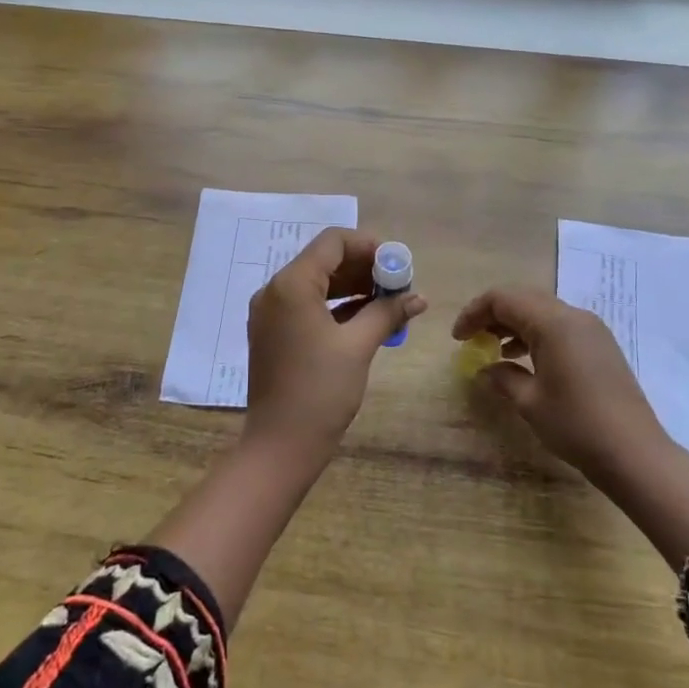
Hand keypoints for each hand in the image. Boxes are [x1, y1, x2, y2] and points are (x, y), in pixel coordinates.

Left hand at [245, 228, 426, 459]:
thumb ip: (387, 313)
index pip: (332, 242)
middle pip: (324, 261)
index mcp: (291, 284)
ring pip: (317, 283)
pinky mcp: (273, 333)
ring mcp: (270, 313)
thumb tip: (417, 298)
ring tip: (389, 301)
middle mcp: (275, 291)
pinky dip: (336, 306)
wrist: (281, 445)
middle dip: (364, 268)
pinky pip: (307, 306)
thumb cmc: (320, 390)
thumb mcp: (358, 346)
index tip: (398, 263)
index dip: (368, 246)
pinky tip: (367, 318)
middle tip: (399, 284)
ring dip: (352, 287)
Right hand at [452, 286, 670, 488]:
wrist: (635, 454)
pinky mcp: (601, 345)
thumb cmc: (576, 425)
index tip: (457, 338)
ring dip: (514, 323)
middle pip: (523, 298)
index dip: (474, 313)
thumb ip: (503, 377)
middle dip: (493, 314)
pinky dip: (536, 334)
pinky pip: (560, 326)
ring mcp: (591, 329)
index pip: (502, 299)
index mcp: (553, 322)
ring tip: (493, 348)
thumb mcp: (530, 402)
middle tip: (472, 339)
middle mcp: (573, 316)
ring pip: (542, 311)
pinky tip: (524, 359)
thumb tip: (485, 369)